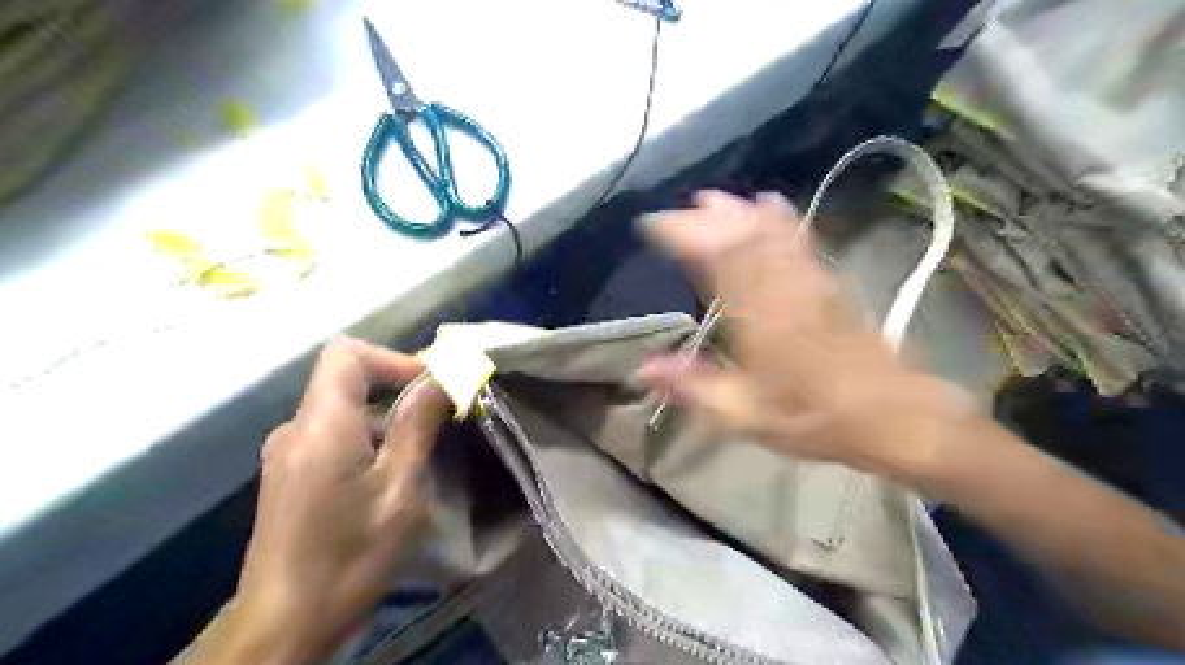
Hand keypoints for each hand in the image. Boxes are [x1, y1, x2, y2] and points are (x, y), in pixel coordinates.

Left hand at [213, 340, 454, 663]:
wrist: (284, 624)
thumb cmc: (349, 555)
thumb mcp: (399, 488)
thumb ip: (418, 426)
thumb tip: (442, 379)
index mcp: (321, 423)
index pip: (348, 353)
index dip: (393, 359)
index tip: (432, 386)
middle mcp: (295, 427)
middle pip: (346, 379)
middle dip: (397, 389)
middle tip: (440, 417)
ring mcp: (287, 452)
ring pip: (342, 409)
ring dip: (385, 418)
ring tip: (421, 451)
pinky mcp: (288, 474)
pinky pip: (332, 434)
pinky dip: (367, 438)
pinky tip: (389, 476)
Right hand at [638, 189, 972, 475]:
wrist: (890, 415)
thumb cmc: (811, 417)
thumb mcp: (743, 414)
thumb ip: (692, 387)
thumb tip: (643, 369)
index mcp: (757, 318)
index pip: (717, 260)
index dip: (685, 236)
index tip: (654, 225)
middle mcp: (781, 289)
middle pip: (743, 239)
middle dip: (709, 219)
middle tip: (682, 207)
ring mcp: (808, 282)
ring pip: (771, 234)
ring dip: (739, 212)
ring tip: (713, 197)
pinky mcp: (829, 283)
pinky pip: (800, 241)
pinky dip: (780, 219)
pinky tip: (770, 203)